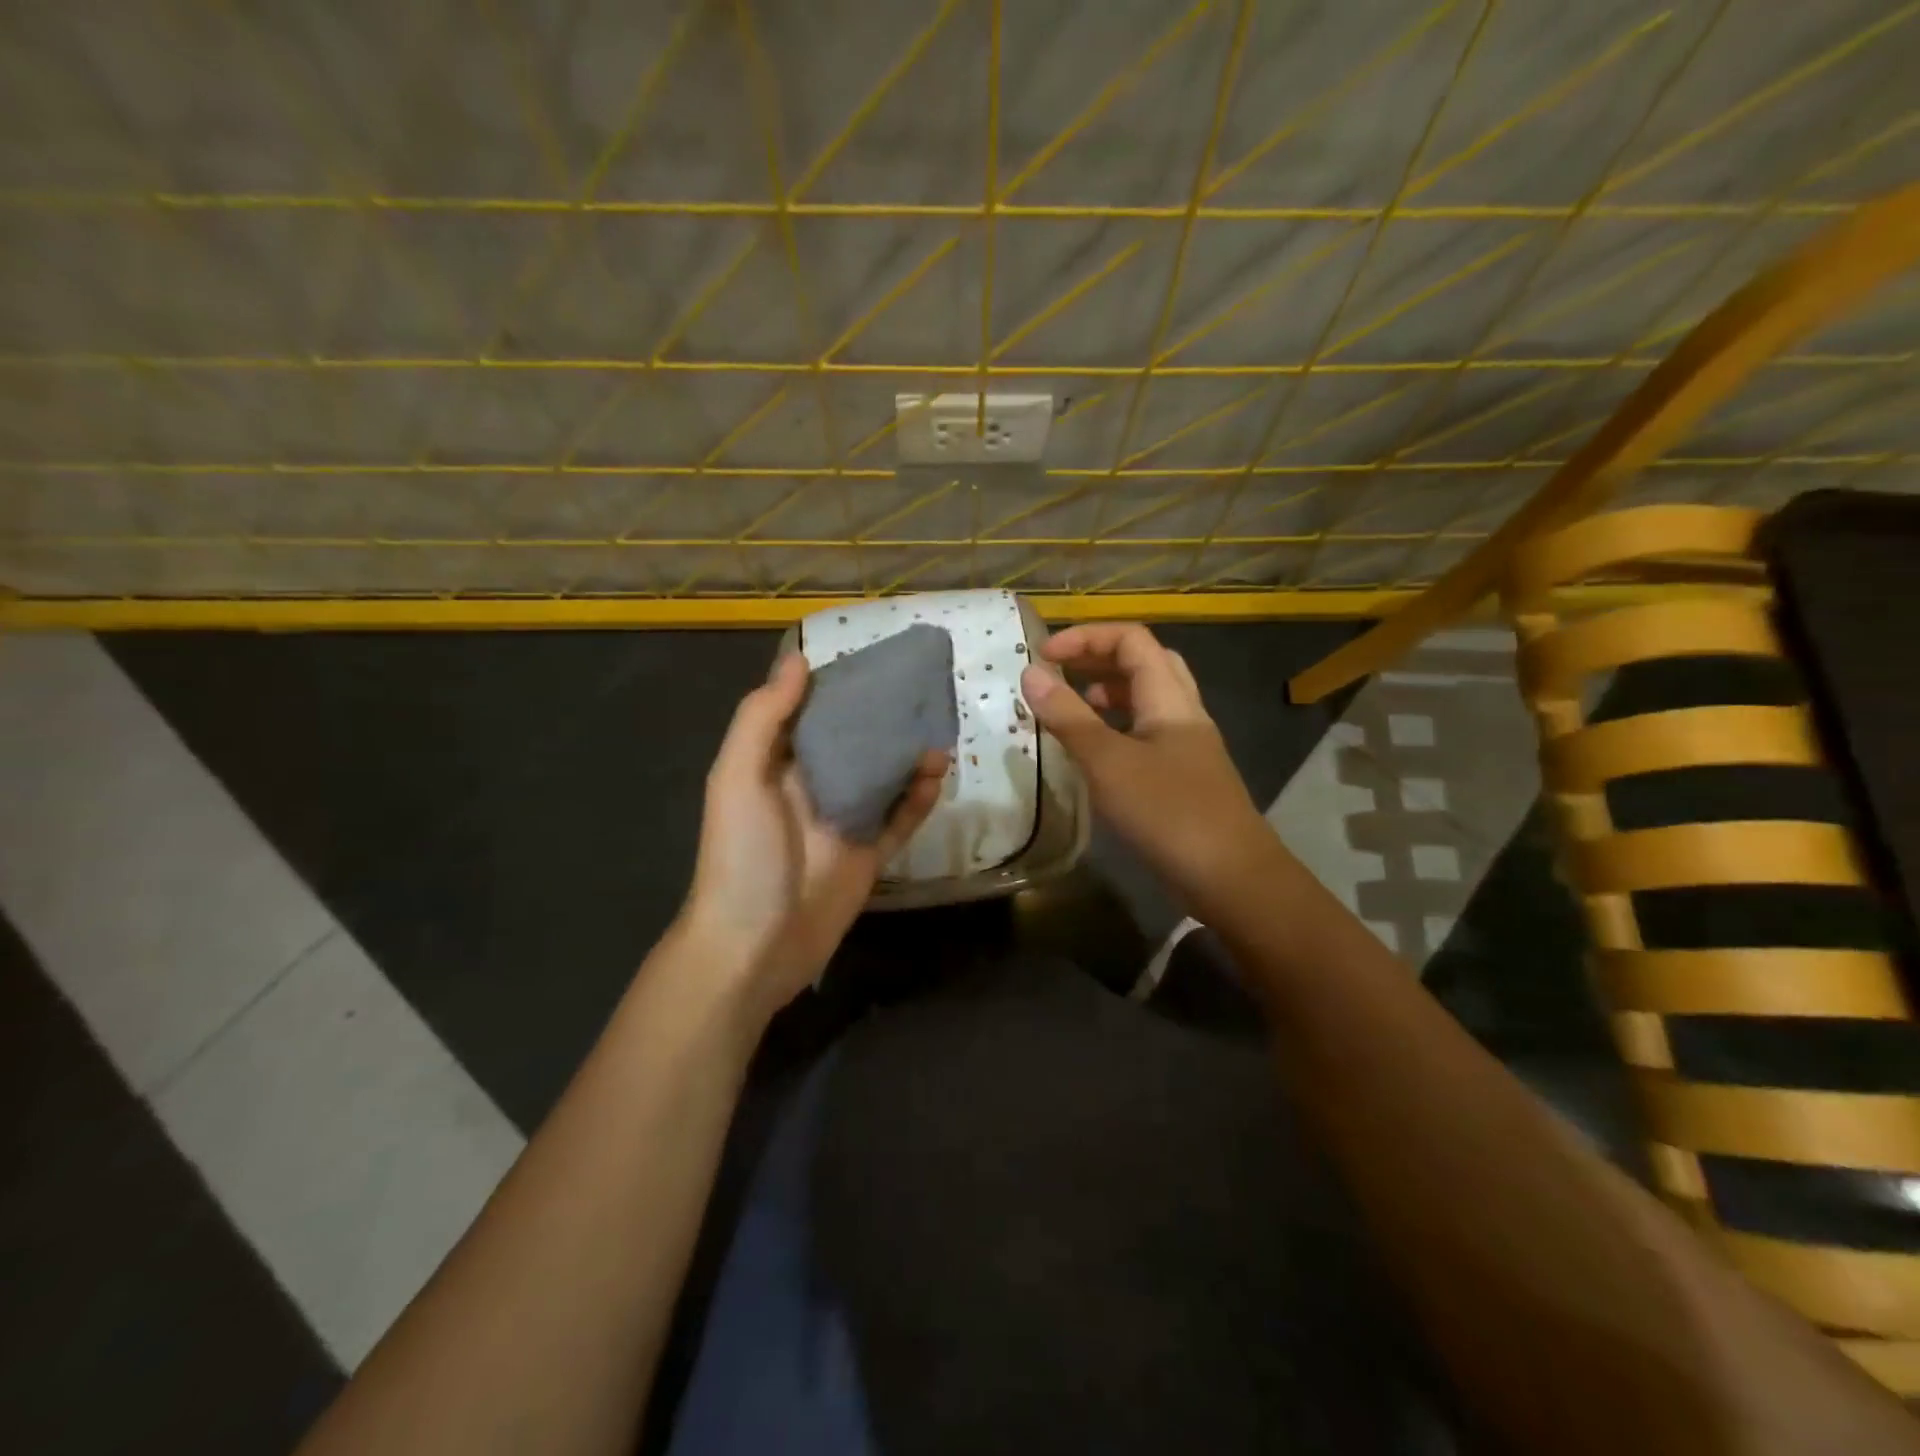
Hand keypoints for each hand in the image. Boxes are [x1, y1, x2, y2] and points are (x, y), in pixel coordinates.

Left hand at [680, 652, 947, 1016]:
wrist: (754, 947)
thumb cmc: (742, 856)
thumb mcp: (737, 778)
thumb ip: (763, 719)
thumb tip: (799, 661)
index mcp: (777, 765)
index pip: (812, 713)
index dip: (840, 686)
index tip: (876, 659)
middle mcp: (813, 788)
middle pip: (854, 742)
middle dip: (885, 718)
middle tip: (924, 690)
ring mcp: (845, 821)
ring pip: (884, 777)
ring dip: (910, 755)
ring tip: (941, 732)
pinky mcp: (871, 854)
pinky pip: (901, 819)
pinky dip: (921, 798)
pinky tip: (939, 776)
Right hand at [1021, 623, 1268, 898]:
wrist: (1230, 877)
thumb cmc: (1168, 812)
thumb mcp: (1108, 762)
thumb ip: (1068, 717)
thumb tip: (1031, 673)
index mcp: (1169, 698)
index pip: (1131, 639)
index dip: (1086, 637)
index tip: (1043, 656)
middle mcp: (1182, 712)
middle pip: (1144, 663)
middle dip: (1098, 658)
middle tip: (1059, 674)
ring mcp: (1186, 745)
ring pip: (1146, 700)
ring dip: (1108, 693)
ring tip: (1070, 709)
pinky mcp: (1182, 775)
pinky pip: (1145, 733)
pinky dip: (1116, 729)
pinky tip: (1094, 753)